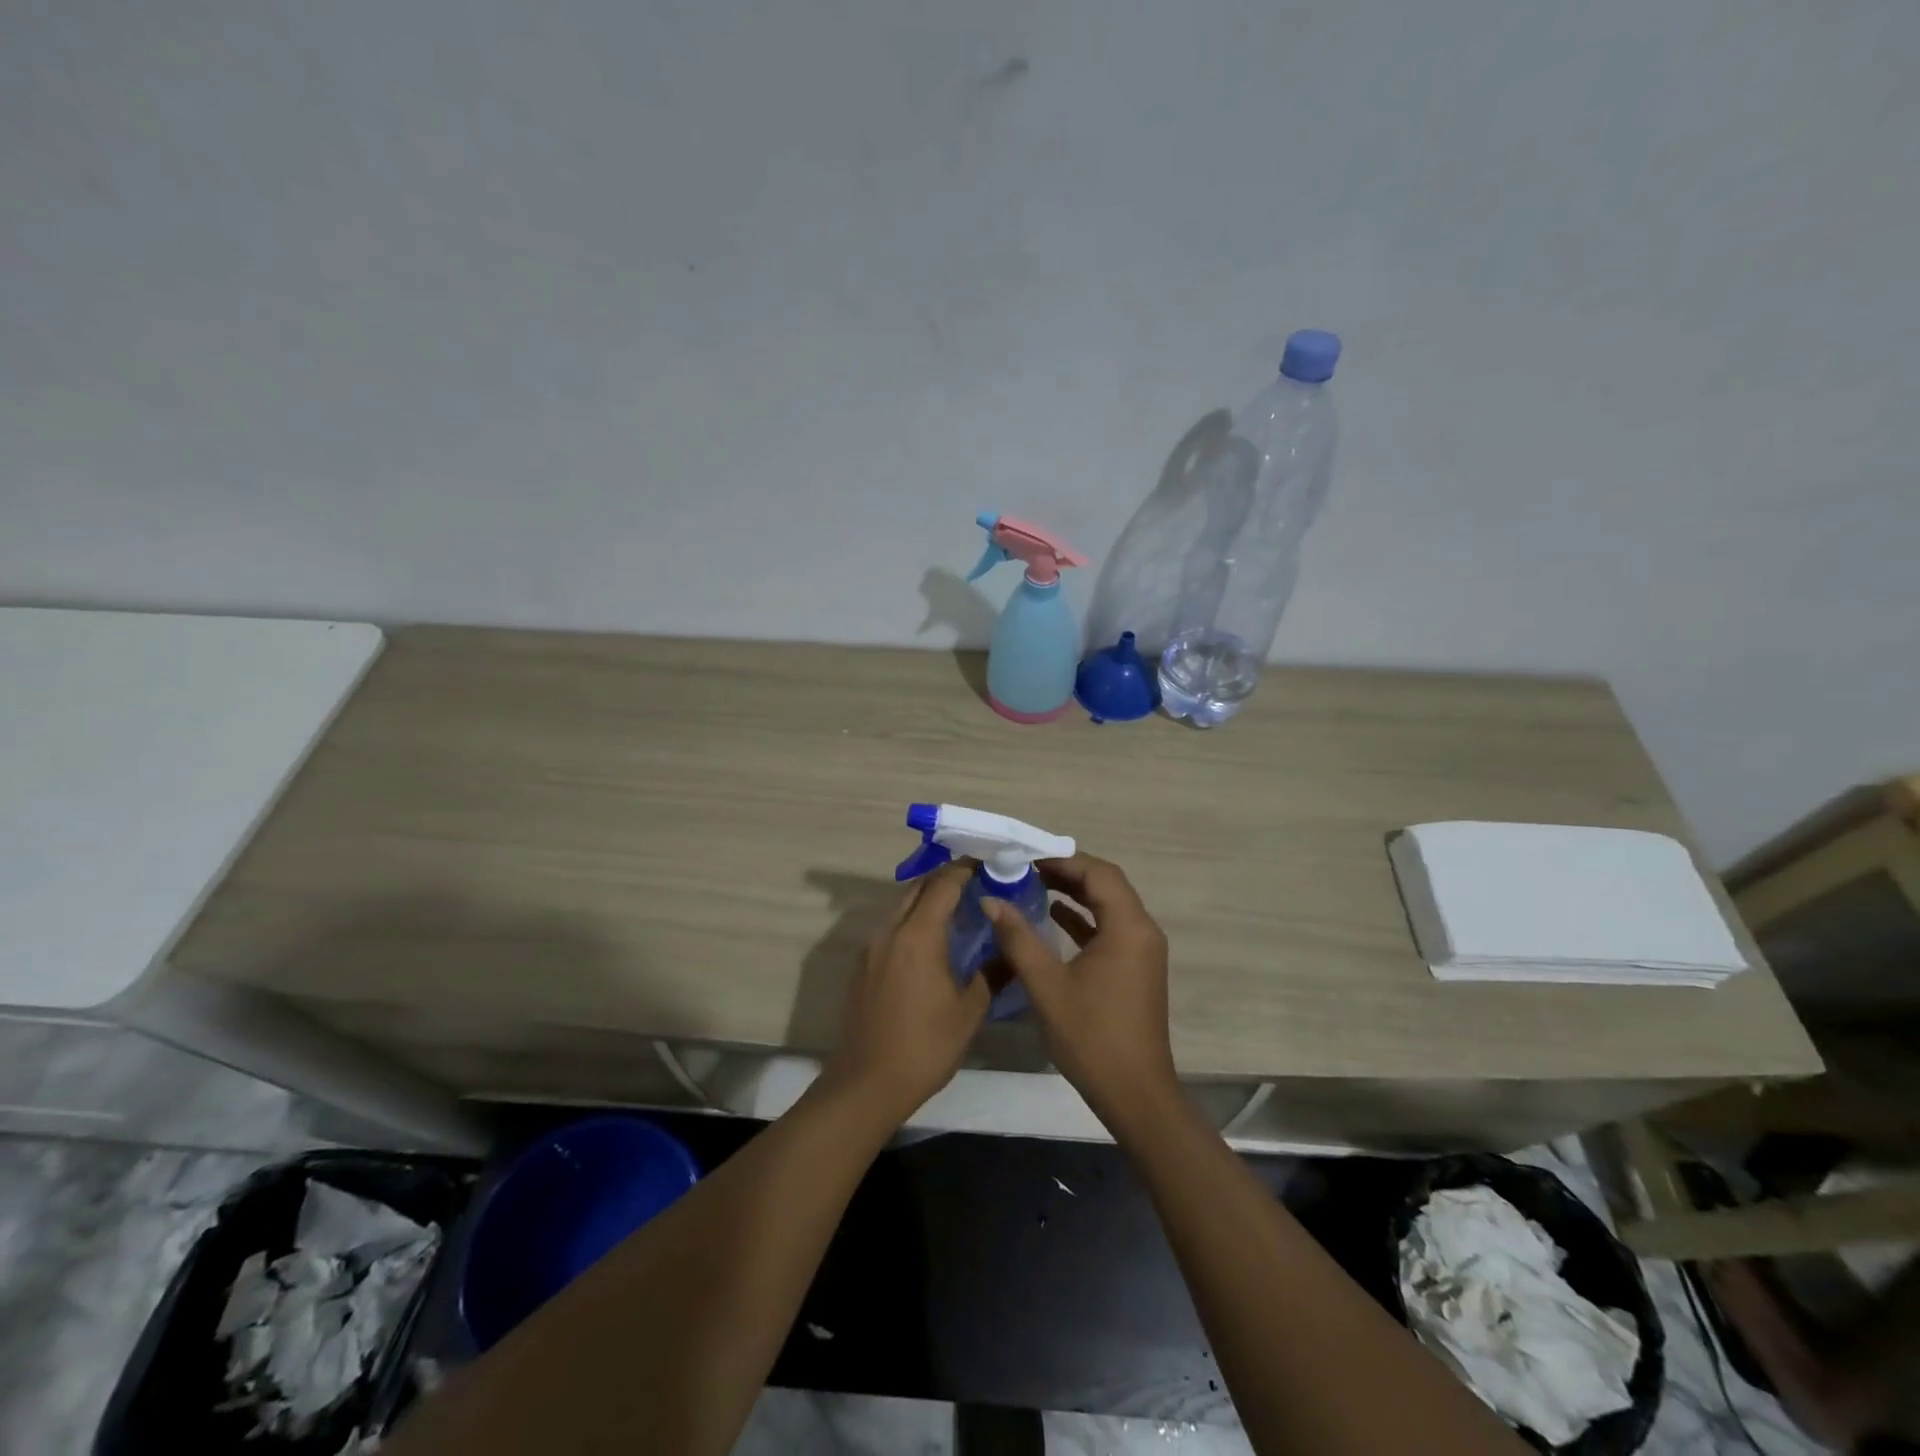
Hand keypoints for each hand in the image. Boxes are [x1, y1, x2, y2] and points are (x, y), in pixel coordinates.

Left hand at [825, 863, 989, 1124]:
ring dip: (927, 898)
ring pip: (901, 904)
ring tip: (958, 909)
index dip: (965, 869)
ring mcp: (871, 946)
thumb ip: (993, 973)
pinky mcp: (862, 963)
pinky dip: (912, 919)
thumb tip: (1013, 950)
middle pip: (918, 887)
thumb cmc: (924, 1047)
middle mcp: (890, 931)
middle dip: (946, 879)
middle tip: (977, 884)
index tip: (988, 865)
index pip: (943, 885)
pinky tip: (931, 940)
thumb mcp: (969, 1012)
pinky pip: (890, 926)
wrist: (866, 1083)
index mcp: (918, 936)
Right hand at [983, 854, 1178, 1126]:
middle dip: (1067, 872)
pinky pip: (1110, 928)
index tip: (1026, 858)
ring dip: (1075, 893)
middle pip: (1106, 884)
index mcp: (1128, 927)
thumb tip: (990, 900)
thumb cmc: (1091, 1036)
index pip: (1099, 873)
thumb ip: (1018, 937)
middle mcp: (1142, 930)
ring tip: (1034, 884)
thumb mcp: (1047, 985)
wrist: (1135, 1094)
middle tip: (1026, 868)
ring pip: (1109, 905)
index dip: (1062, 860)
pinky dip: (1084, 918)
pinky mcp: (1135, 968)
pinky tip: (1053, 917)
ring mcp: (1142, 951)